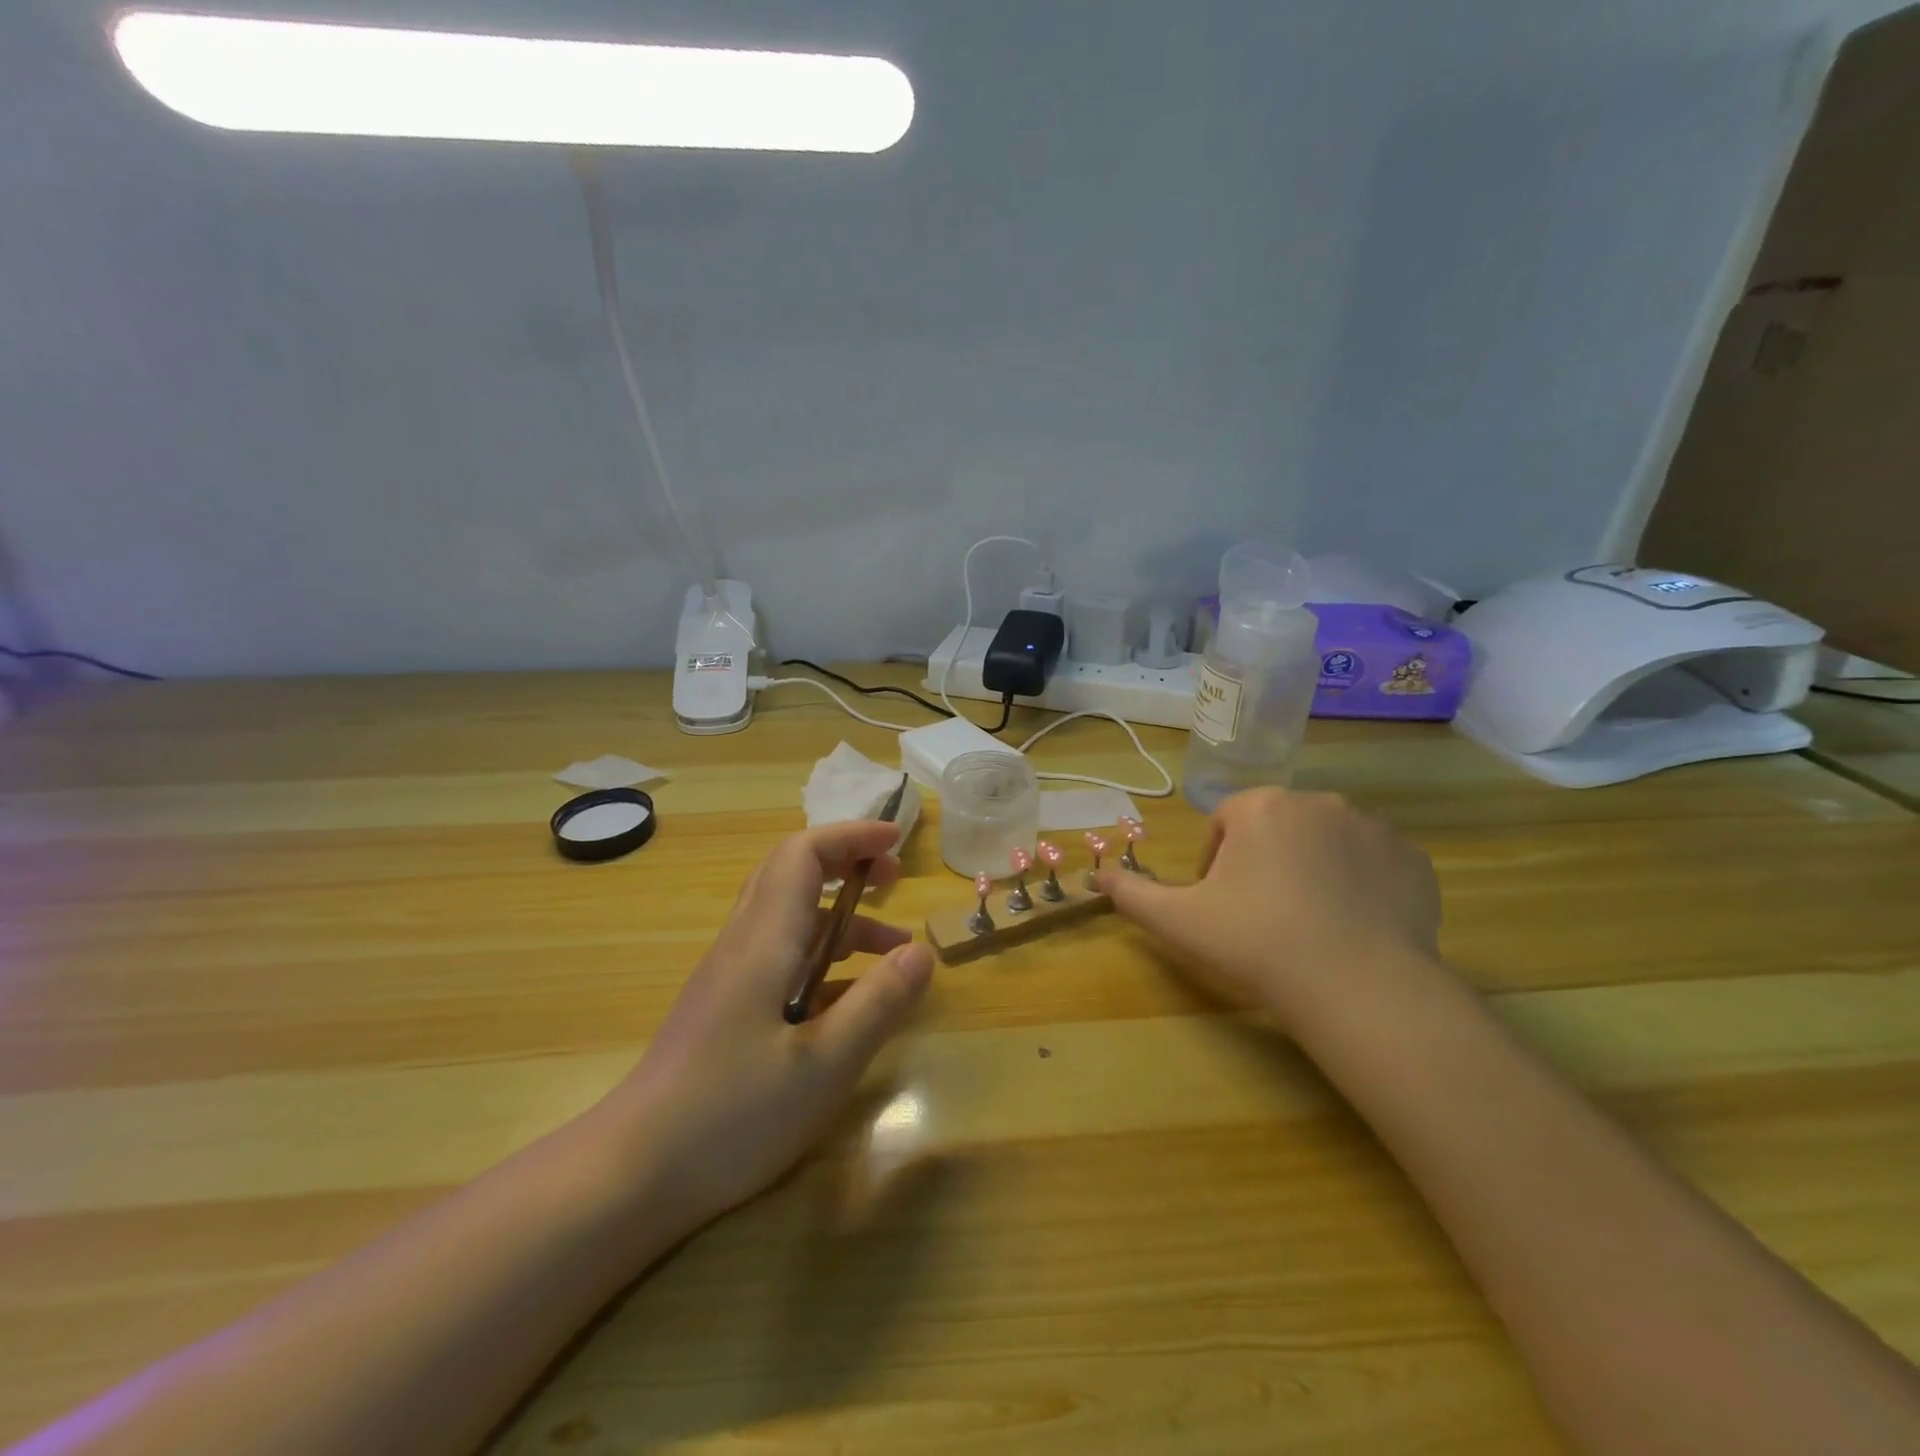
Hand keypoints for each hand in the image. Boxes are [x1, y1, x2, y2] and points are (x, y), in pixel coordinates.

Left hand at [603, 821, 934, 1231]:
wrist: (630, 1174)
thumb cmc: (730, 1115)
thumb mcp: (823, 1065)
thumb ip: (877, 1004)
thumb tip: (922, 952)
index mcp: (764, 941)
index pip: (803, 854)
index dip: (850, 837)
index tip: (897, 844)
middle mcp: (743, 944)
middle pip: (792, 873)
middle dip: (847, 864)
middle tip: (895, 880)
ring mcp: (730, 976)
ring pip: (790, 919)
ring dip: (843, 921)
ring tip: (895, 954)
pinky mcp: (726, 1008)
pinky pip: (781, 958)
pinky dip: (824, 959)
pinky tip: (852, 1003)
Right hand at [1094, 787, 1440, 1028]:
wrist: (1359, 988)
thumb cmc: (1256, 943)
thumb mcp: (1178, 921)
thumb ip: (1131, 894)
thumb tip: (1094, 878)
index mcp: (1261, 806)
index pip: (1225, 823)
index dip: (1215, 864)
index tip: (1220, 906)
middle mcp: (1319, 801)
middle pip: (1275, 828)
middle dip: (1263, 864)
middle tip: (1262, 918)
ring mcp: (1373, 828)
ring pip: (1325, 843)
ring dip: (1311, 871)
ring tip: (1309, 925)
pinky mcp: (1414, 860)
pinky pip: (1373, 863)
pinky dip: (1360, 885)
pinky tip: (1353, 927)